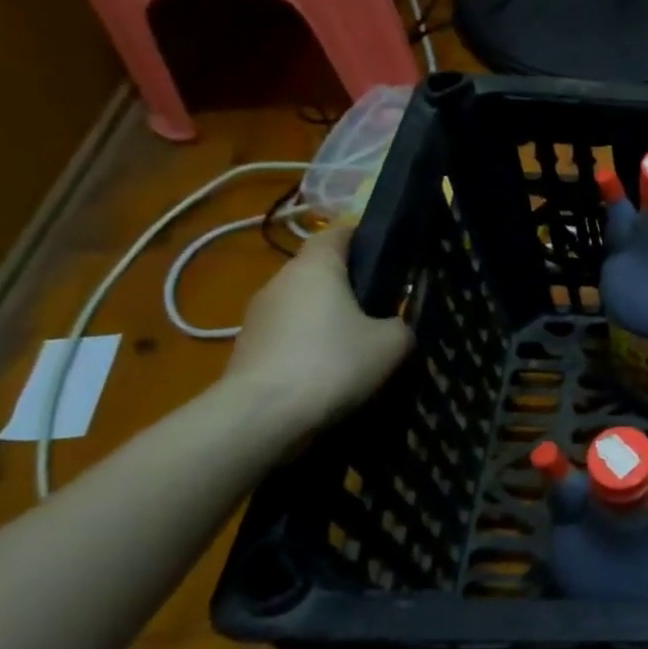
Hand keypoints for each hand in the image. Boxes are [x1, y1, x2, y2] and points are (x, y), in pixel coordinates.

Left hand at [223, 227, 412, 434]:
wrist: (262, 417)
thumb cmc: (334, 363)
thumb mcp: (392, 344)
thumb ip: (401, 325)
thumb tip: (393, 326)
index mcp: (316, 267)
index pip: (337, 232)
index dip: (362, 236)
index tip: (386, 252)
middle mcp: (280, 281)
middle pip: (318, 270)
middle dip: (346, 284)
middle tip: (379, 307)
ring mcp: (257, 316)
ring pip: (301, 305)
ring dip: (325, 318)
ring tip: (354, 346)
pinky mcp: (246, 349)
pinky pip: (287, 336)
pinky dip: (307, 345)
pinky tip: (327, 372)